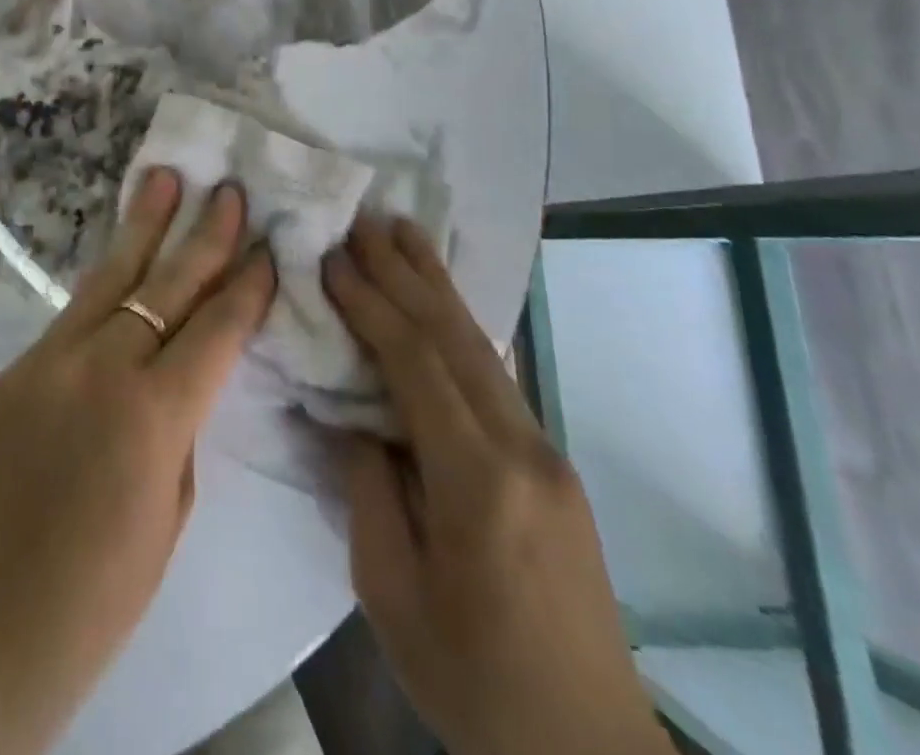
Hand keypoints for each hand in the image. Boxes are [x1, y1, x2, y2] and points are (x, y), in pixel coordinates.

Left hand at [0, 168, 275, 754]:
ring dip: (143, 225)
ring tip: (164, 177)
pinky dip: (106, 279)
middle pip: (166, 284)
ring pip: (111, 277)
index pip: (215, 329)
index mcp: (154, 416)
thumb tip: (183, 372)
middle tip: (228, 189)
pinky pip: (73, 313)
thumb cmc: (96, 596)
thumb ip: (179, 428)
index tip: (267, 247)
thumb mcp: (168, 514)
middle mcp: (103, 368)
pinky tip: (121, 256)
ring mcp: (51, 360)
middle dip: (204, 234)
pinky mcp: (16, 367)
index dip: (246, 286)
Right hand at [324, 218, 668, 754]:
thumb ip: (368, 486)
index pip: (415, 363)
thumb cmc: (472, 682)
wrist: (586, 753)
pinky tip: (440, 301)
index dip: (370, 303)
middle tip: (364, 217)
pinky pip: (493, 375)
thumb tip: (354, 414)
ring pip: (480, 346)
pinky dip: (458, 325)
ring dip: (437, 284)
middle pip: (454, 336)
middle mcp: (521, 448)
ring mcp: (545, 451)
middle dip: (404, 270)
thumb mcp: (390, 590)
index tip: (332, 256)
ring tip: (404, 231)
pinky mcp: (551, 464)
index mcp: (477, 482)